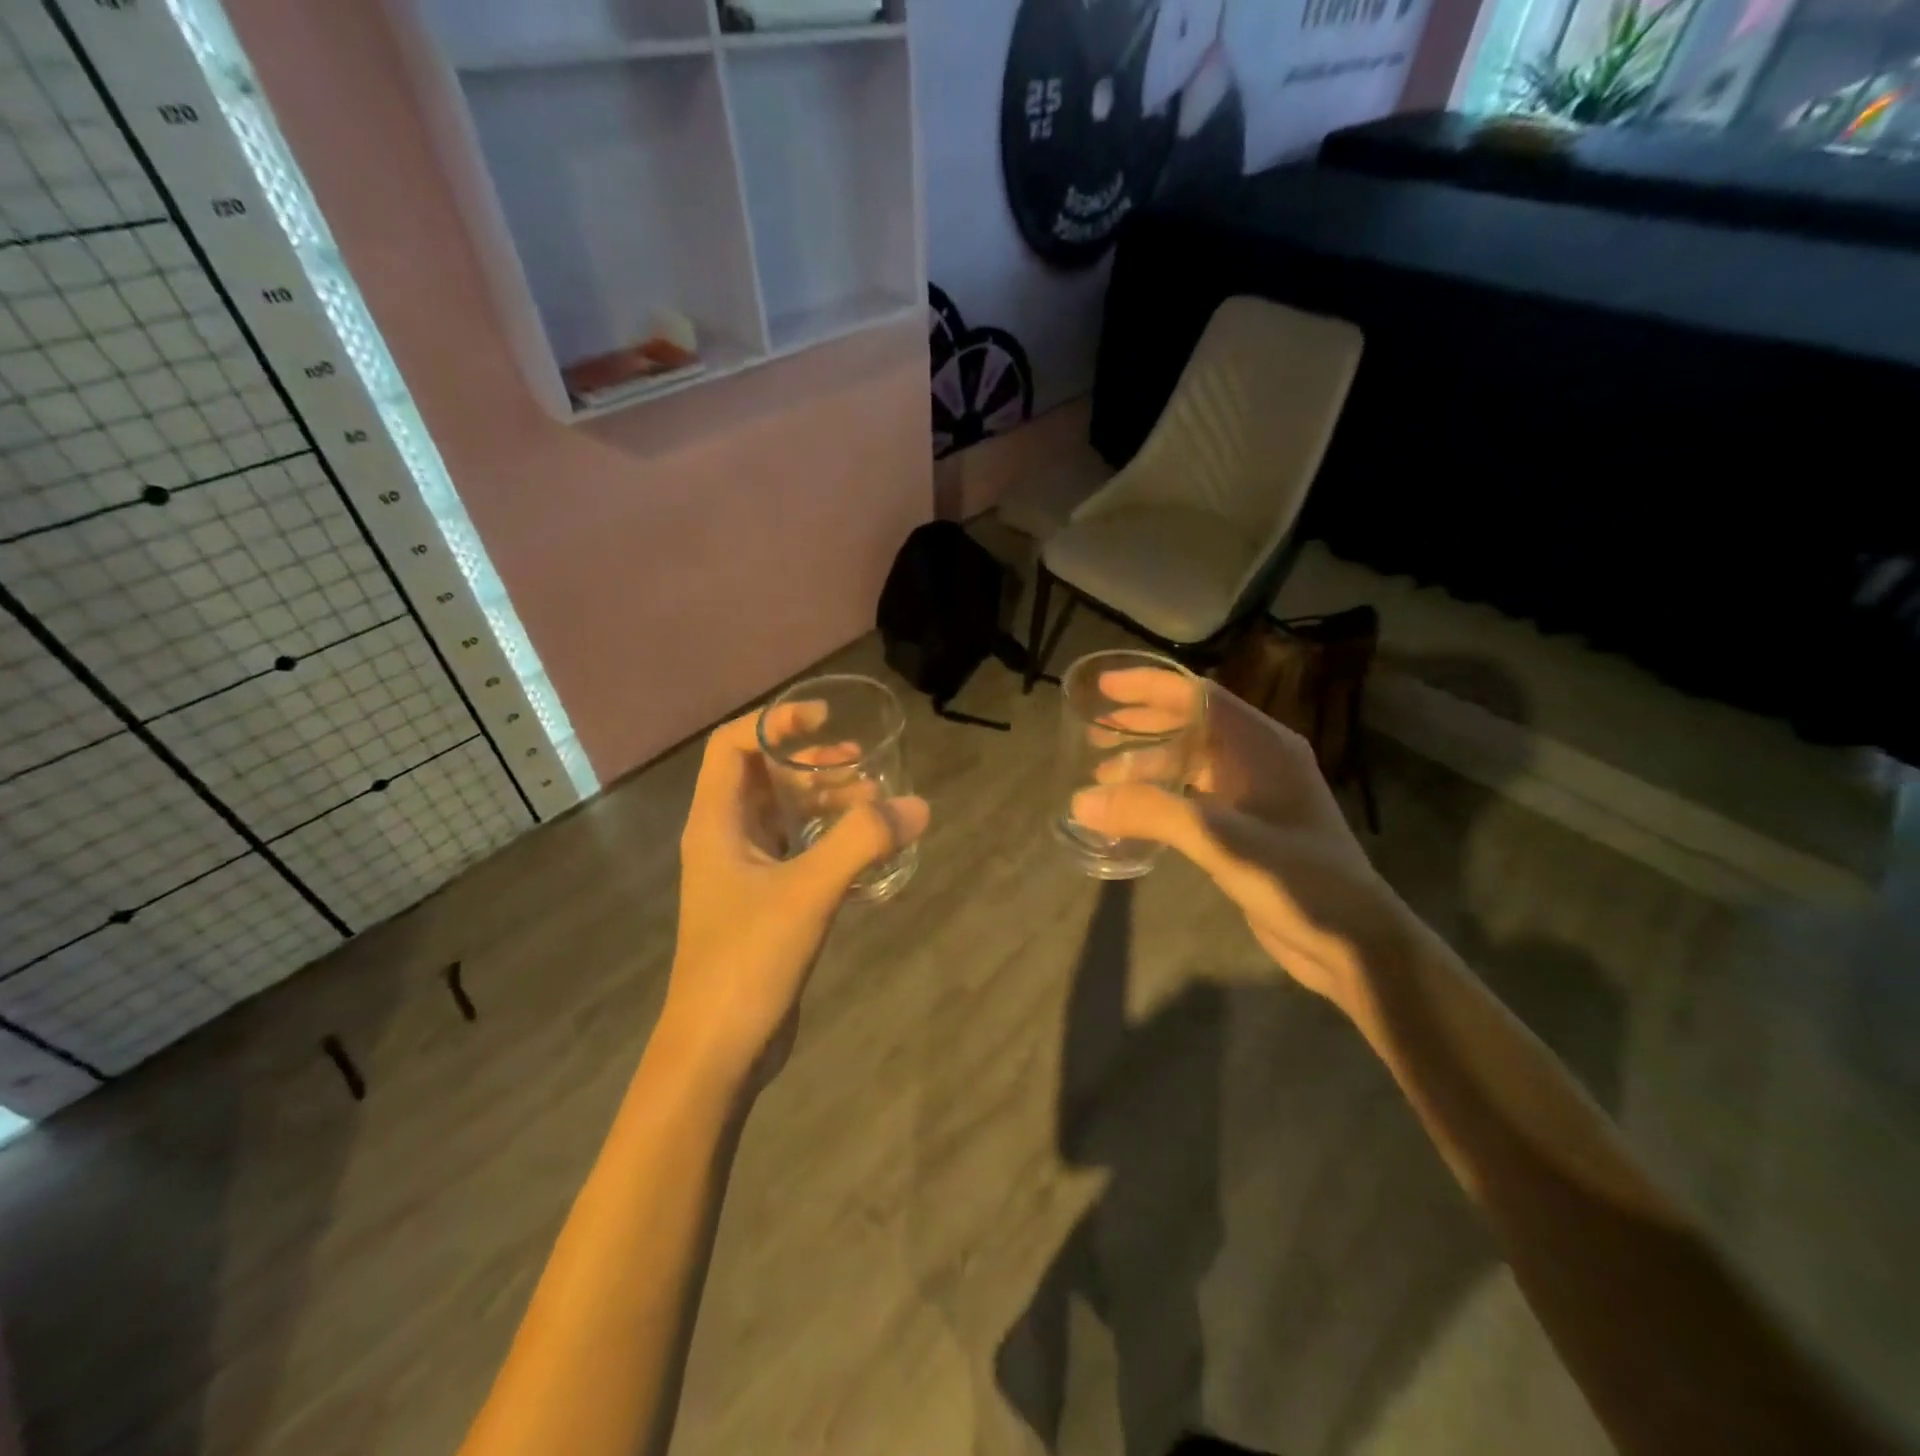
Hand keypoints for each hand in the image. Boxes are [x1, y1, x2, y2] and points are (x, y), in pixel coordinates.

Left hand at [658, 707, 929, 1090]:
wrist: (718, 1050)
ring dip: (825, 803)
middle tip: (862, 764)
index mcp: (716, 824)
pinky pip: (799, 853)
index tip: (822, 719)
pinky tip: (868, 851)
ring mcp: (745, 875)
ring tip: (874, 802)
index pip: (731, 747)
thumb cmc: (748, 960)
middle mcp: (725, 840)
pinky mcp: (766, 904)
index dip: (774, 723)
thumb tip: (918, 806)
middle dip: (811, 763)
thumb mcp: (809, 892)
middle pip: (764, 778)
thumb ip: (864, 843)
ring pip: (785, 817)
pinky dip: (830, 841)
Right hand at [1071, 669, 1405, 1007]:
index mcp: (1262, 745)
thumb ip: (1151, 814)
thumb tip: (1081, 800)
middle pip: (1192, 724)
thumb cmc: (1296, 879)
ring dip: (1149, 764)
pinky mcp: (1250, 826)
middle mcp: (1259, 759)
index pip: (1198, 695)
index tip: (1105, 685)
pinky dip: (1163, 796)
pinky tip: (1135, 814)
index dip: (1149, 685)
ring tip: (1103, 776)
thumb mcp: (1221, 840)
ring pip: (1192, 762)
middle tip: (1094, 733)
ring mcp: (1256, 793)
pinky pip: (1197, 795)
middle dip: (1142, 724)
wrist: (1354, 941)